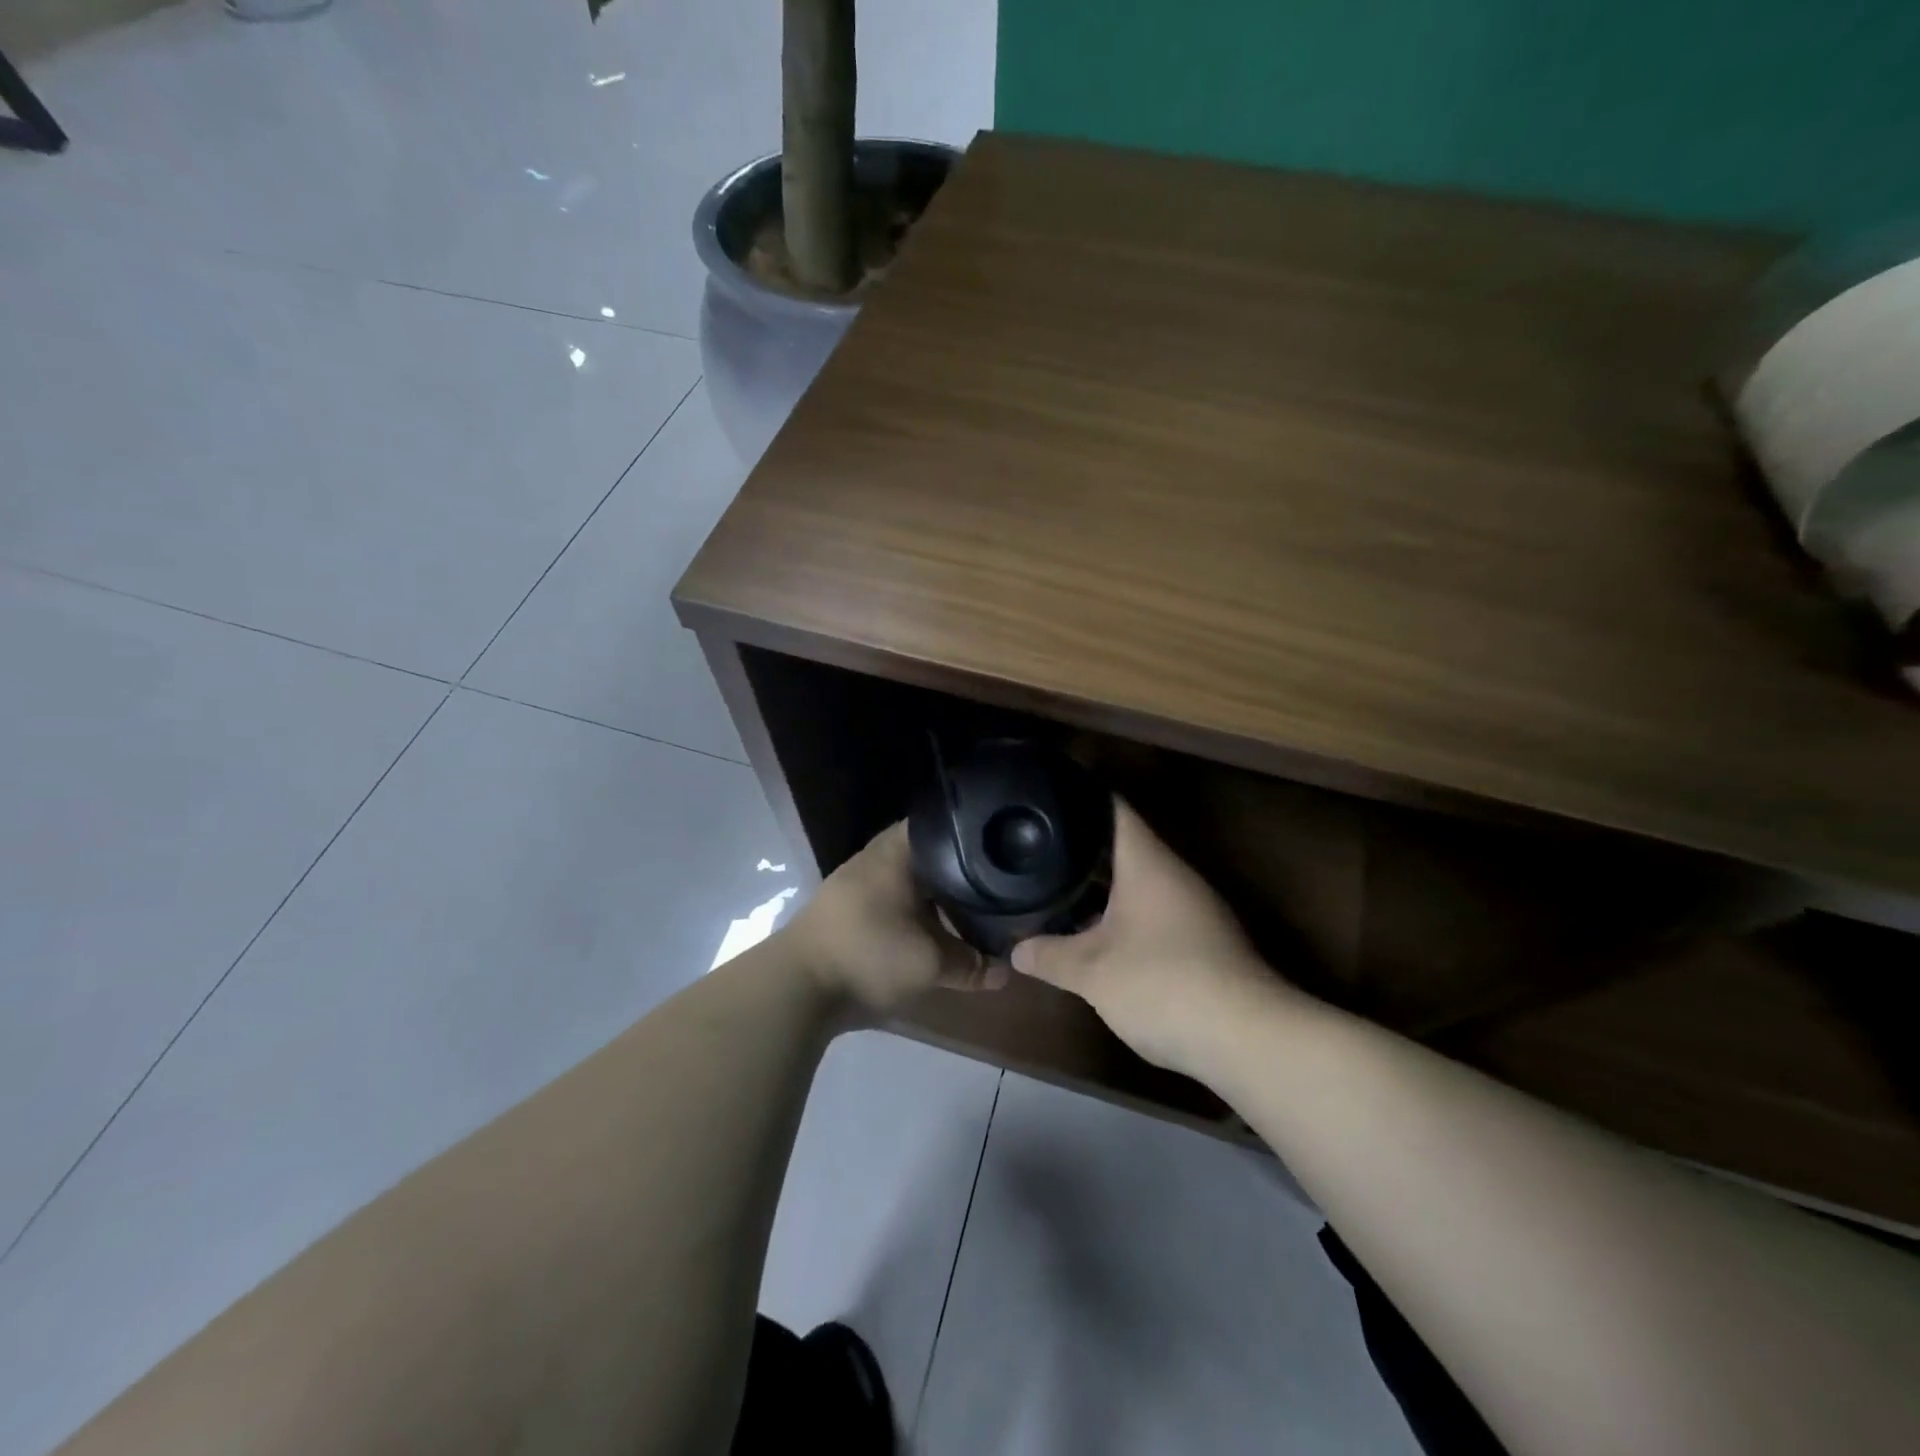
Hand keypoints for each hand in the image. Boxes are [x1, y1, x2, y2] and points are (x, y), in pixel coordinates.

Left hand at [782, 820, 1008, 1016]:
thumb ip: (972, 964)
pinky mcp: (846, 907)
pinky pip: (890, 896)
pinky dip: (912, 907)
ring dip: (933, 892)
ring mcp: (856, 880)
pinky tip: (931, 926)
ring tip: (968, 906)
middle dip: (957, 869)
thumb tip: (1006, 970)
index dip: (974, 836)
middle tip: (993, 882)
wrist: (798, 986)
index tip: (1000, 850)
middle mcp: (876, 855)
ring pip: (908, 876)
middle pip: (928, 852)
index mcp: (898, 851)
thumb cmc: (870, 955)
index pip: (944, 825)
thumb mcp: (931, 963)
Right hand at [1010, 799, 1281, 1075]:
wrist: (1248, 1040)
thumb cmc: (1163, 984)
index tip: (1047, 796)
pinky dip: (1123, 917)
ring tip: (1058, 889)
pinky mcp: (1204, 943)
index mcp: (1149, 865)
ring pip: (1139, 885)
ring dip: (1102, 889)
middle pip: (1125, 848)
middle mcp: (1175, 877)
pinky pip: (1153, 914)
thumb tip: (1016, 950)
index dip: (1081, 798)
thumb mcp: (1092, 972)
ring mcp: (1194, 910)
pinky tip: (1097, 936)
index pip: (1114, 810)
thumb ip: (1050, 956)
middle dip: (1082, 849)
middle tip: (1038, 850)